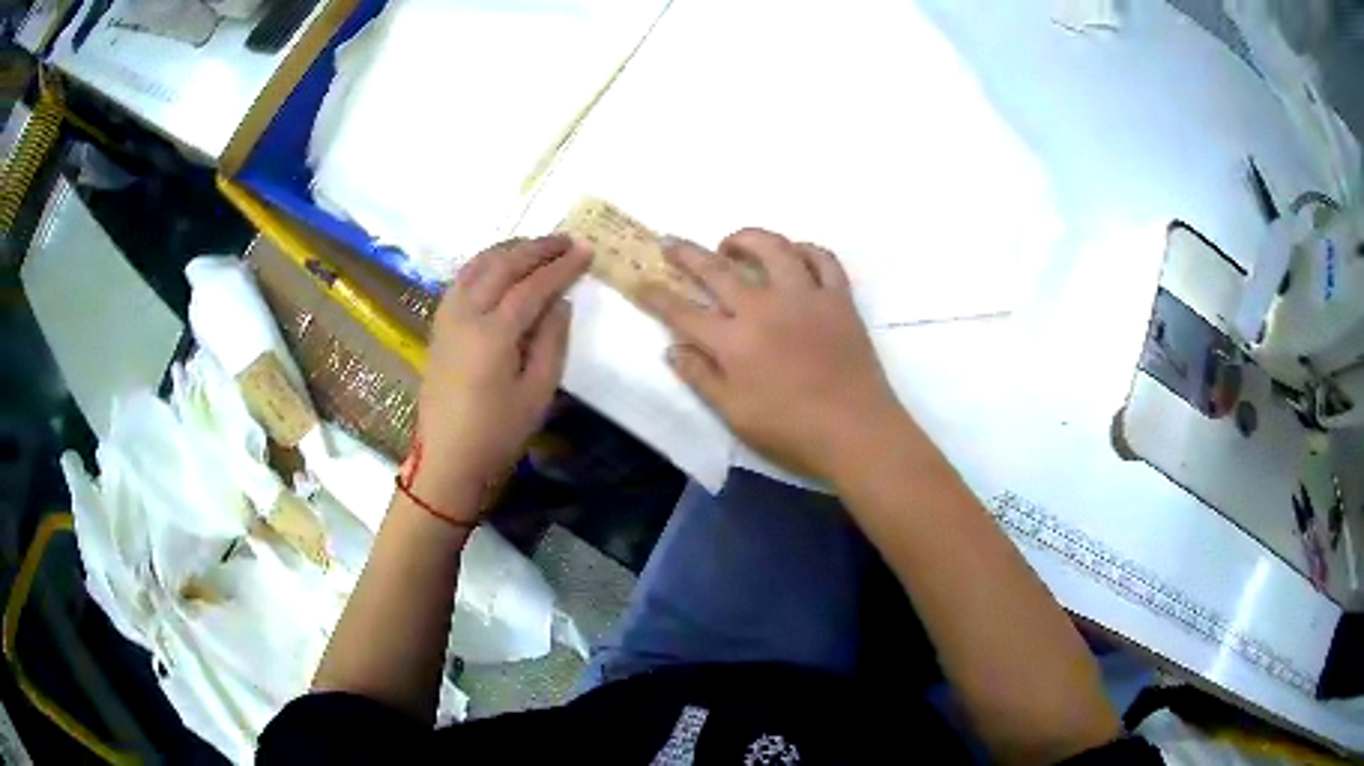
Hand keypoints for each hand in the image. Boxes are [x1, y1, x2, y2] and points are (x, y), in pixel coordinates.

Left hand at [413, 235, 589, 511]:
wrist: (446, 459)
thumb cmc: (497, 433)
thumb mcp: (537, 393)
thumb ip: (551, 341)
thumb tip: (560, 302)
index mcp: (492, 334)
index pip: (532, 286)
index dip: (561, 267)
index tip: (586, 251)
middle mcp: (465, 315)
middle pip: (503, 265)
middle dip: (537, 248)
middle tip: (566, 240)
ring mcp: (447, 317)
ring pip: (477, 265)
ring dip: (509, 249)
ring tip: (536, 246)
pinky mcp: (438, 325)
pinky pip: (461, 279)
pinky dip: (484, 263)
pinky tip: (499, 265)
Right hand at [640, 228, 904, 478]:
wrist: (856, 432)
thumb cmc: (791, 431)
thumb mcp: (735, 415)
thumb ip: (701, 378)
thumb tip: (673, 350)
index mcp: (735, 341)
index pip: (683, 311)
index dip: (656, 296)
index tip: (640, 282)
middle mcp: (765, 308)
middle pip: (718, 270)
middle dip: (687, 253)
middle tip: (671, 242)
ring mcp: (805, 297)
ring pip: (773, 248)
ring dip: (747, 238)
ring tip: (732, 243)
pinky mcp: (839, 298)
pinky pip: (823, 259)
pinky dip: (805, 250)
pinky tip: (793, 255)